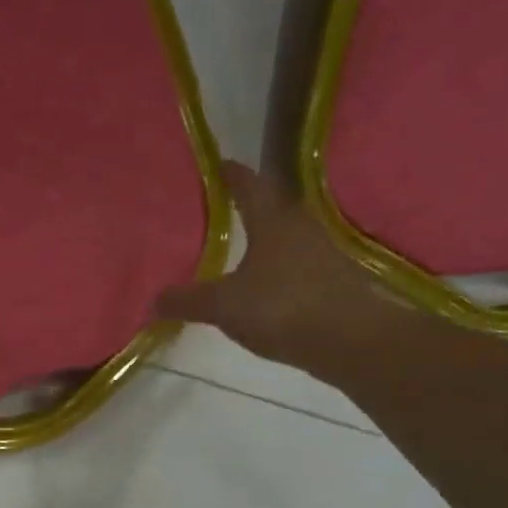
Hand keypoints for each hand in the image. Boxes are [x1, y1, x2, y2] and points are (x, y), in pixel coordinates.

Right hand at [156, 159, 408, 375]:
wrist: (352, 341)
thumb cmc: (282, 307)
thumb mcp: (222, 305)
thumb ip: (187, 300)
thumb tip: (155, 299)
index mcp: (272, 220)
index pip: (248, 185)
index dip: (230, 174)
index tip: (216, 166)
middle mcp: (300, 227)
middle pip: (270, 207)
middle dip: (245, 206)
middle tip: (217, 208)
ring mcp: (322, 254)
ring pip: (285, 237)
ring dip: (262, 238)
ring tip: (236, 246)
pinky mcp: (333, 281)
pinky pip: (295, 264)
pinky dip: (276, 267)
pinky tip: (261, 284)